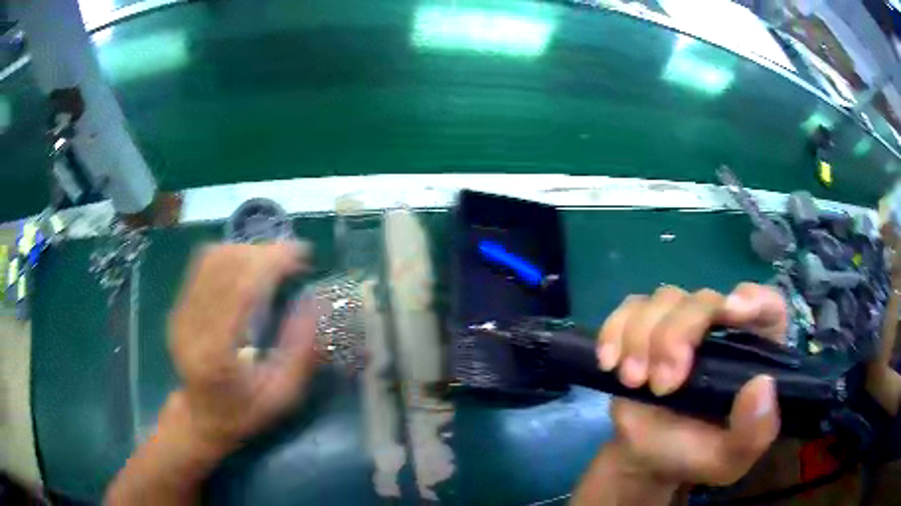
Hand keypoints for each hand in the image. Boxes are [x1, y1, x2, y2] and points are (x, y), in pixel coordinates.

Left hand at [168, 242, 318, 453]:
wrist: (201, 417)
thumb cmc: (246, 412)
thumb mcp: (282, 395)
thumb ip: (301, 351)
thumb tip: (316, 302)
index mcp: (217, 353)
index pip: (240, 289)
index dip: (271, 262)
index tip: (301, 254)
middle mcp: (192, 326)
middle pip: (225, 265)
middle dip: (263, 252)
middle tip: (293, 257)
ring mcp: (181, 313)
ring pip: (212, 259)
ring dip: (247, 250)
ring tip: (274, 259)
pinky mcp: (179, 306)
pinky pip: (203, 265)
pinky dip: (231, 256)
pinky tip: (249, 265)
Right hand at [595, 283, 785, 486]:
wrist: (646, 455)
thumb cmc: (695, 454)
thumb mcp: (730, 459)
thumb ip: (754, 433)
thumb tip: (761, 385)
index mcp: (754, 352)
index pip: (768, 306)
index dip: (754, 298)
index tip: (732, 311)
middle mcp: (722, 328)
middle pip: (705, 299)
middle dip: (678, 334)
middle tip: (662, 383)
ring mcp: (682, 324)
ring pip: (665, 299)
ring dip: (643, 336)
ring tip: (634, 381)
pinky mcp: (646, 327)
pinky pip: (631, 307)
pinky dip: (616, 329)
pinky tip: (610, 363)